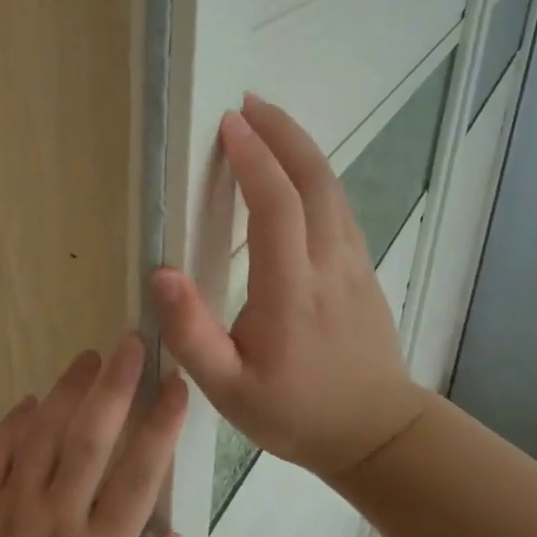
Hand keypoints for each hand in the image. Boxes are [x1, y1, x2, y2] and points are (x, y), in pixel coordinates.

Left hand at [0, 335, 186, 536]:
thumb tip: (175, 536)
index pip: (139, 475)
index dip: (161, 425)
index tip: (175, 385)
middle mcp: (58, 518)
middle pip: (91, 439)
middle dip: (116, 387)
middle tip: (132, 344)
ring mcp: (13, 506)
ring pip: (44, 434)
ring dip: (68, 391)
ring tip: (89, 357)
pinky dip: (13, 422)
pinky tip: (32, 400)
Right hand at [150, 94, 430, 479]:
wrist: (376, 434)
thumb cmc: (295, 413)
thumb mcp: (228, 391)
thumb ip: (191, 335)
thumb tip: (160, 274)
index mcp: (292, 291)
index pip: (276, 206)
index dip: (253, 158)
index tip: (228, 124)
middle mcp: (328, 264)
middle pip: (314, 180)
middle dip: (282, 132)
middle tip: (247, 103)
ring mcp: (353, 263)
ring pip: (332, 188)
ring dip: (300, 146)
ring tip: (266, 121)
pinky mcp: (362, 268)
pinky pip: (338, 206)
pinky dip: (314, 173)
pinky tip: (293, 168)